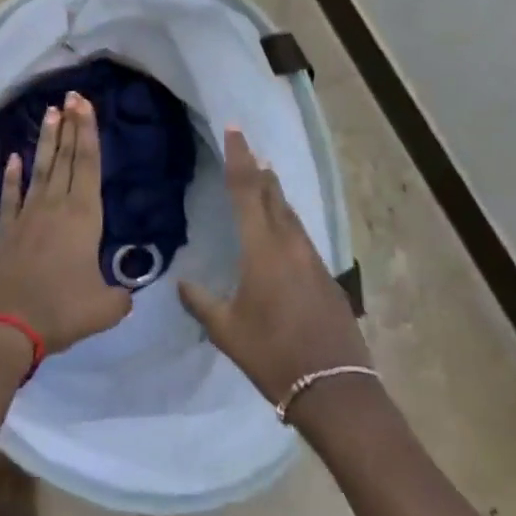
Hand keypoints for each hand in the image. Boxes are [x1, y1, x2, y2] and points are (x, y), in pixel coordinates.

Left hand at [0, 93, 132, 354]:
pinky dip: (12, 176)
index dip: (89, 133)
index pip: (89, 165)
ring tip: (50, 112)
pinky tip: (12, 158)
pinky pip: (11, 195)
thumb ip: (120, 296)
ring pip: (41, 168)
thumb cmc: (59, 310)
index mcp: (84, 217)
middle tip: (72, 95)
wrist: (4, 325)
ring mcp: (27, 215)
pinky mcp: (5, 230)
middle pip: (67, 158)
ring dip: (48, 140)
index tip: (86, 104)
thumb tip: (126, 293)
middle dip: (71, 125)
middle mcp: (56, 206)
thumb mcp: (104, 308)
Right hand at [179, 127, 369, 405]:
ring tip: (265, 178)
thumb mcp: (226, 330)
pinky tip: (281, 229)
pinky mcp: (326, 276)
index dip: (239, 158)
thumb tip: (182, 283)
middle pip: (274, 195)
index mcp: (262, 249)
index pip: (248, 190)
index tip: (235, 129)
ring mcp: (313, 259)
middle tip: (248, 149)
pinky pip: (301, 235)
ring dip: (276, 193)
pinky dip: (287, 220)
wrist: (334, 386)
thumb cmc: (272, 354)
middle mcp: (290, 244)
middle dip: (259, 170)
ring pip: (291, 214)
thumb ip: (201, 302)